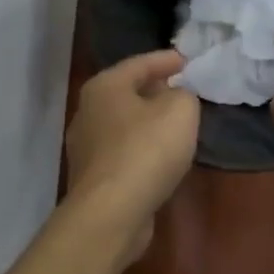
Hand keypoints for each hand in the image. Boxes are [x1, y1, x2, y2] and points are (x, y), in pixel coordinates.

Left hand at [65, 50, 200, 259]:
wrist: (111, 212)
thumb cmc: (146, 150)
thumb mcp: (180, 111)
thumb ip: (183, 95)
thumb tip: (175, 98)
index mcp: (104, 87)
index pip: (139, 63)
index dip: (166, 60)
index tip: (187, 60)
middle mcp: (87, 112)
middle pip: (127, 93)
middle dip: (155, 89)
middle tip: (181, 89)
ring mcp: (86, 147)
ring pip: (124, 124)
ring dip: (148, 122)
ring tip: (175, 123)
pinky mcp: (93, 178)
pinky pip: (123, 153)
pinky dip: (142, 148)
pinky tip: (161, 156)